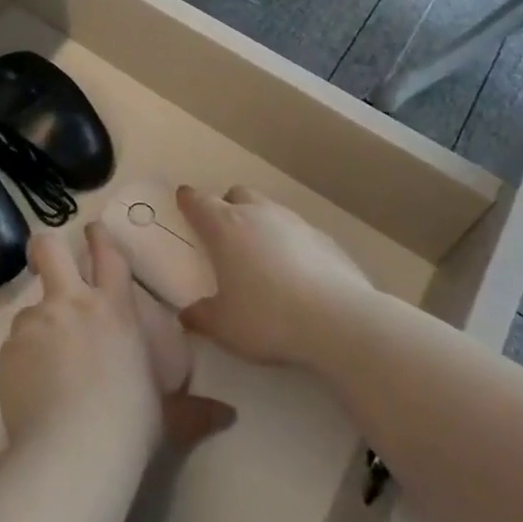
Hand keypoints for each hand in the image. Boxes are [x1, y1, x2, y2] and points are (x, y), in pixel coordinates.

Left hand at [0, 226, 234, 457]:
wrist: (73, 452)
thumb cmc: (129, 425)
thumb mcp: (167, 415)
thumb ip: (193, 410)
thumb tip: (227, 415)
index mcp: (114, 308)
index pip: (107, 254)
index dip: (98, 236)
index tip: (92, 230)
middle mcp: (72, 303)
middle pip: (50, 249)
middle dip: (45, 247)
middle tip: (45, 258)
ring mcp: (37, 323)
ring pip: (29, 308)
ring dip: (37, 327)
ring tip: (44, 365)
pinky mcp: (8, 350)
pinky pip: (13, 347)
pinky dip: (21, 363)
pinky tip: (31, 393)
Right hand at [176, 185, 371, 367]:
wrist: (338, 319)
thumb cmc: (268, 317)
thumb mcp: (225, 327)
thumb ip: (202, 317)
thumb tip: (186, 315)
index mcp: (225, 226)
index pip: (198, 200)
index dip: (188, 200)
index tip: (184, 203)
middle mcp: (257, 213)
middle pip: (236, 194)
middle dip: (227, 207)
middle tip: (225, 236)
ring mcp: (294, 222)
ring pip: (269, 209)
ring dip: (260, 223)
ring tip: (262, 257)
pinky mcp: (323, 237)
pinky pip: (297, 231)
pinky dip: (290, 243)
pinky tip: (297, 273)